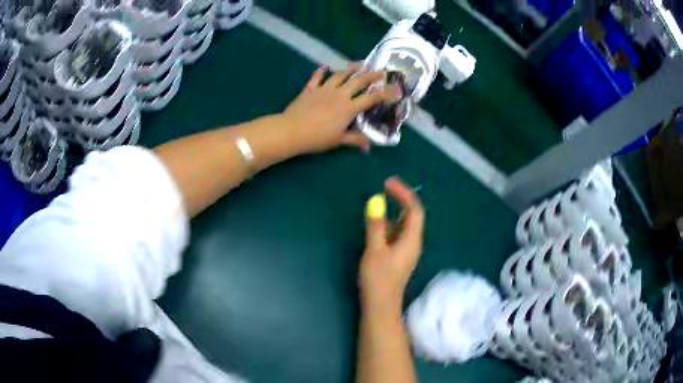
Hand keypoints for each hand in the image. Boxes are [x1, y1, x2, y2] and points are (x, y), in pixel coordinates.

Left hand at [282, 64, 398, 153]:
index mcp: (349, 108)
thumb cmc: (317, 138)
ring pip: (340, 75)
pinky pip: (317, 77)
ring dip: (351, 69)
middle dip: (372, 75)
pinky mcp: (310, 88)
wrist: (292, 130)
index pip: (371, 98)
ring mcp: (324, 89)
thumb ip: (355, 139)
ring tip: (359, 65)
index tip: (395, 89)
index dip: (385, 94)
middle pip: (358, 81)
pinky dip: (321, 71)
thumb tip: (369, 146)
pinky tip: (324, 66)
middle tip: (381, 70)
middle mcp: (340, 94)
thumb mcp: (338, 140)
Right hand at [359, 177, 424, 314]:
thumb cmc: (378, 278)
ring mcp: (407, 250)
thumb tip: (375, 202)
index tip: (388, 183)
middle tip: (385, 188)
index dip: (404, 193)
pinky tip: (378, 224)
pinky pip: (398, 233)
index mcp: (412, 239)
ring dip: (395, 210)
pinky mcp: (399, 256)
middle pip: (412, 215)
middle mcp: (413, 242)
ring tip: (380, 202)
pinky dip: (390, 223)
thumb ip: (375, 226)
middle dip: (401, 199)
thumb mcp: (374, 250)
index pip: (414, 209)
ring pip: (405, 224)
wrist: (381, 305)